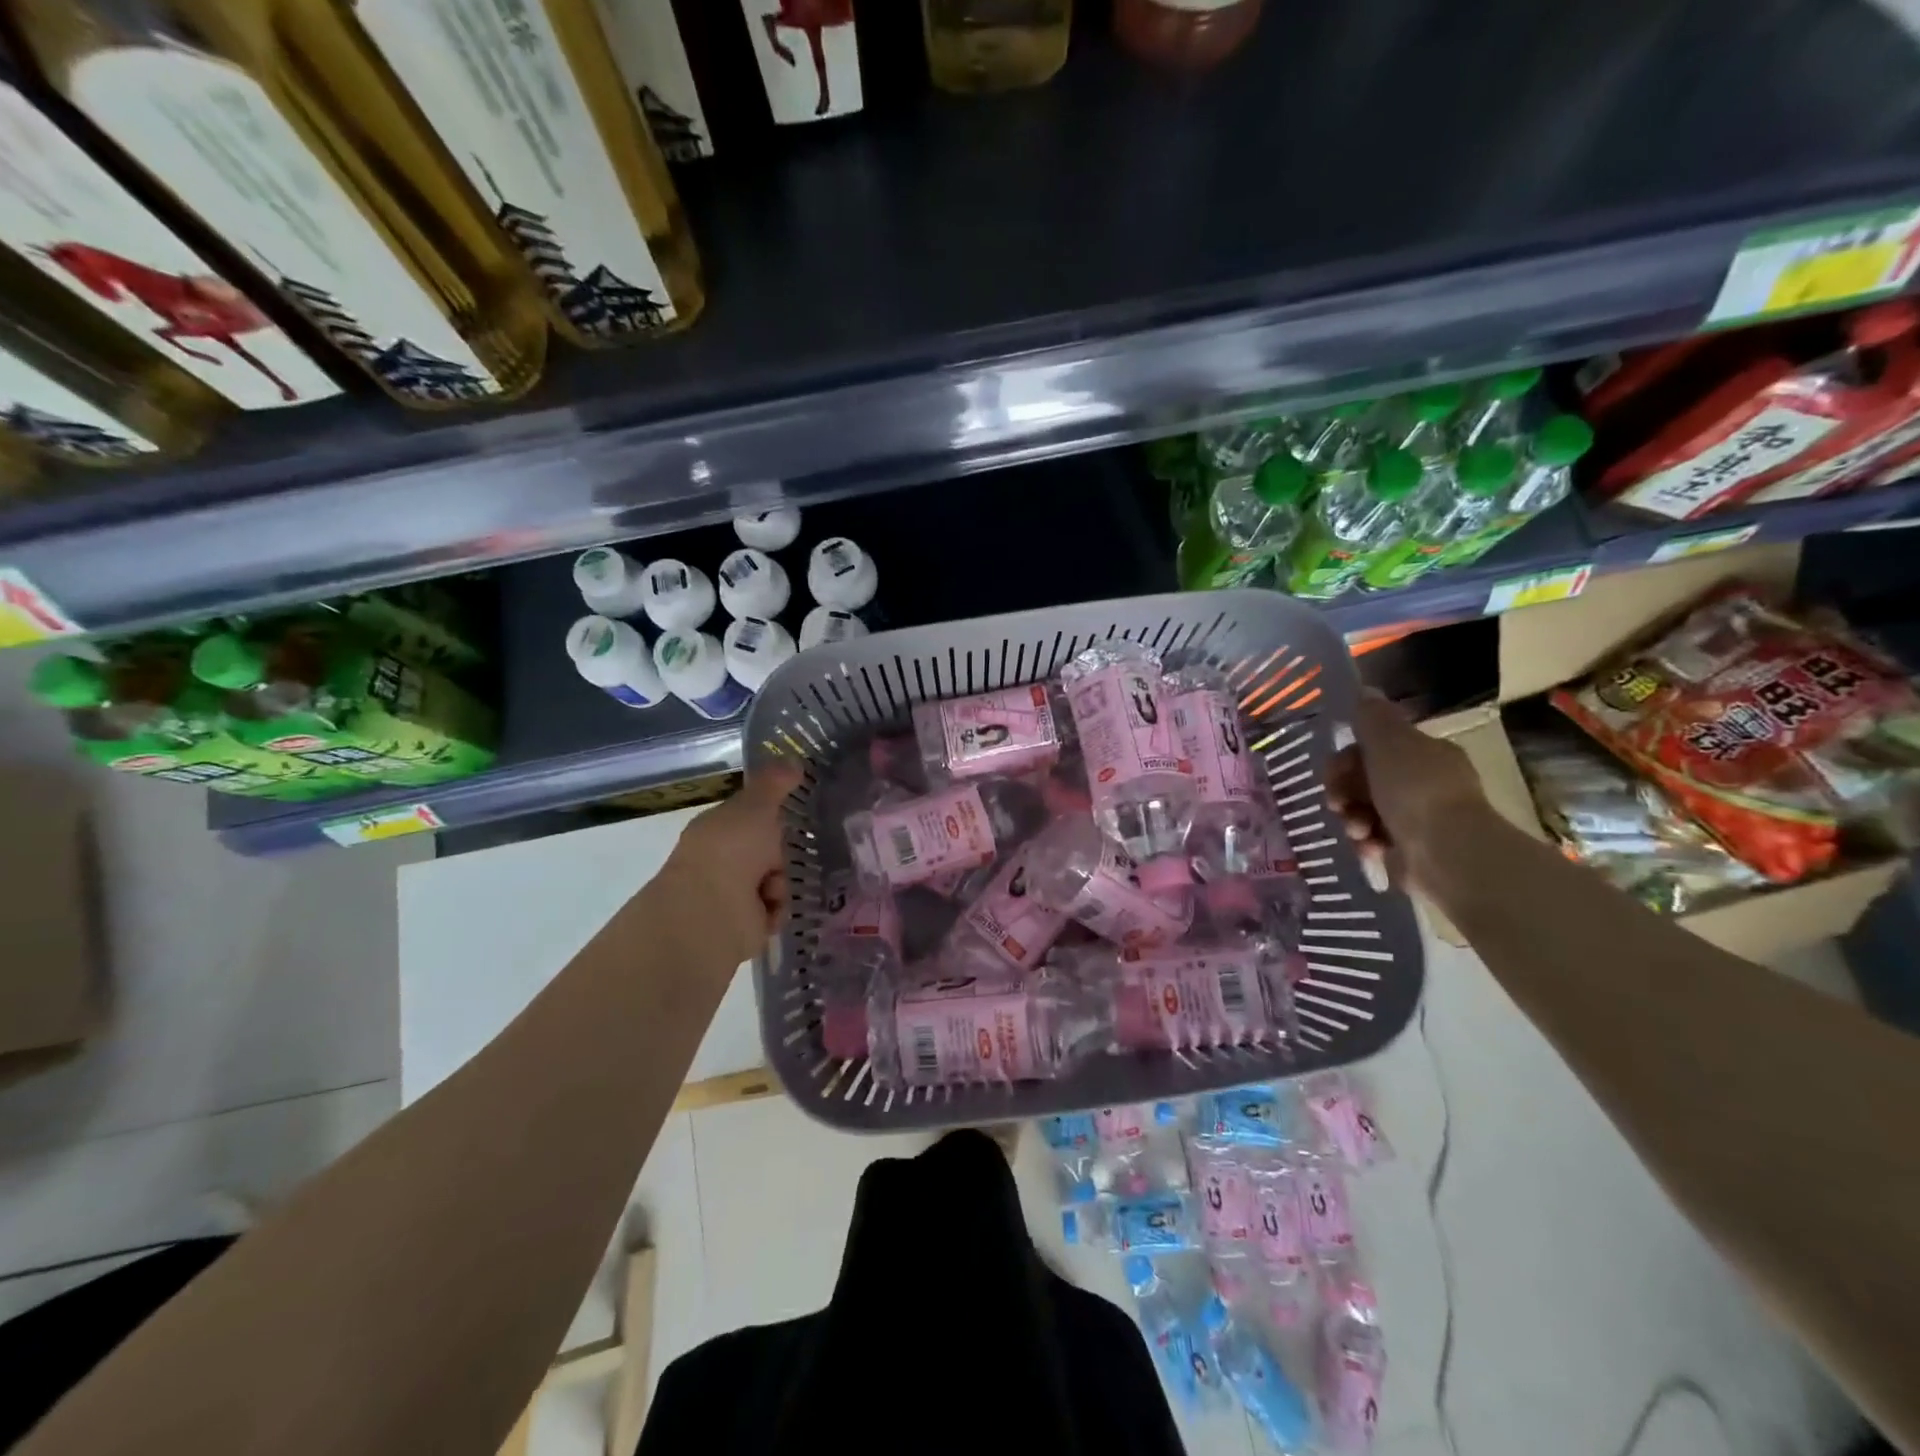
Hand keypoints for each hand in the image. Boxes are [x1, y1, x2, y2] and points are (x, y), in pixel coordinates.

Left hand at [648, 764, 802, 968]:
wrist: (711, 912)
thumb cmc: (731, 850)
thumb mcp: (757, 806)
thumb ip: (775, 783)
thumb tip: (793, 760)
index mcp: (717, 829)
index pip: (748, 818)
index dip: (769, 817)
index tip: (791, 816)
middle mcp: (720, 860)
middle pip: (766, 851)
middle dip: (780, 854)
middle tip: (786, 853)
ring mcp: (728, 894)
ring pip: (775, 881)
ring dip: (780, 884)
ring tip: (771, 888)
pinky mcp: (740, 925)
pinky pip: (773, 911)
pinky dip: (776, 910)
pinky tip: (768, 910)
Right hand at [1328, 690, 1484, 885]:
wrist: (1445, 852)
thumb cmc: (1415, 790)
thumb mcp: (1388, 742)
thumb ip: (1372, 717)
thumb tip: (1365, 690)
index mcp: (1426, 754)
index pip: (1377, 748)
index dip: (1347, 757)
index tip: (1333, 771)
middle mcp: (1426, 784)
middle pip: (1366, 780)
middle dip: (1344, 791)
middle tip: (1336, 802)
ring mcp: (1420, 819)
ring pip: (1366, 811)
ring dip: (1352, 818)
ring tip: (1356, 829)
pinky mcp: (1411, 852)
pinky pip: (1375, 840)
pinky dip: (1366, 843)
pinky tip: (1368, 846)